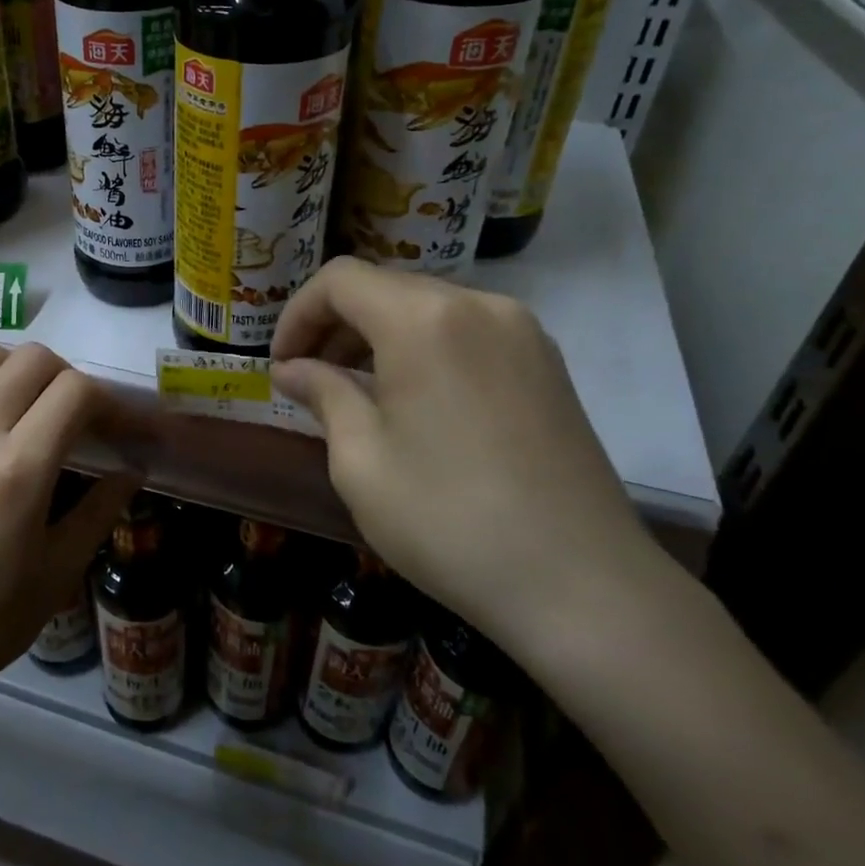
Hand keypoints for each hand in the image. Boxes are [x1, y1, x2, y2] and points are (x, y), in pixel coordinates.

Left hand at [0, 343, 138, 724]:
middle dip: (71, 380)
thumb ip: (99, 512)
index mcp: (17, 470)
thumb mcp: (54, 576)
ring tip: (30, 412)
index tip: (125, 431)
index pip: (76, 392)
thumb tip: (133, 471)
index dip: (113, 404)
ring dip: (19, 372)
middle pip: (34, 360)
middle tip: (81, 420)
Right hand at [270, 257, 657, 647]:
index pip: (340, 280)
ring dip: (378, 337)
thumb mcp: (361, 460)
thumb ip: (323, 395)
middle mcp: (478, 306)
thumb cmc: (448, 520)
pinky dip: (423, 349)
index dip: (297, 314)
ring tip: (355, 393)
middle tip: (308, 380)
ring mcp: (522, 332)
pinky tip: (413, 402)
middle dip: (335, 325)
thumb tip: (293, 369)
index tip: (281, 365)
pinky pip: (466, 332)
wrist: (583, 586)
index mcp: (424, 320)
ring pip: (427, 308)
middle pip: (385, 288)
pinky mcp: (546, 364)